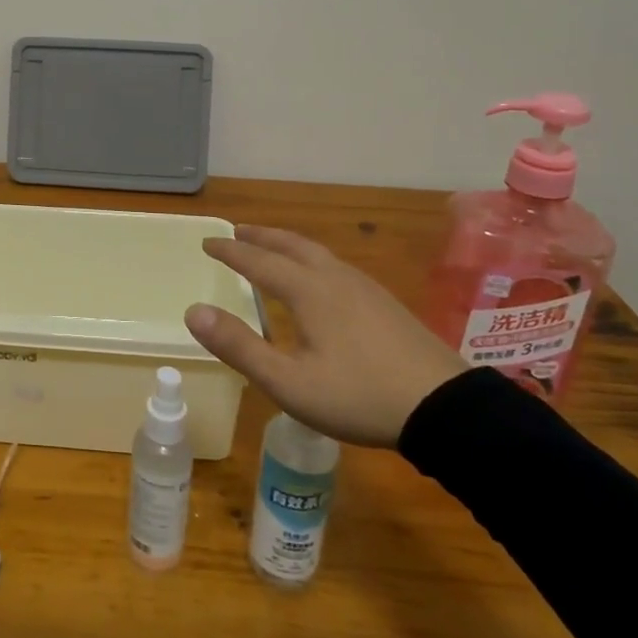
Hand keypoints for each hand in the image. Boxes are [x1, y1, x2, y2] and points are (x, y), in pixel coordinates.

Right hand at [185, 226, 465, 447]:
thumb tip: (194, 311)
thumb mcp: (288, 382)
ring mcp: (365, 289)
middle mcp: (335, 278)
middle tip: (238, 230)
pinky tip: (320, 281)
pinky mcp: (386, 304)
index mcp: (309, 291)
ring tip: (273, 248)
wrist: (444, 408)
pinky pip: (336, 267)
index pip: (259, 261)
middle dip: (261, 236)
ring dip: (288, 245)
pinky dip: (312, 260)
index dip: (230, 251)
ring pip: (318, 253)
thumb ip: (239, 346)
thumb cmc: (358, 395)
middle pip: (292, 245)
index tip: (207, 242)